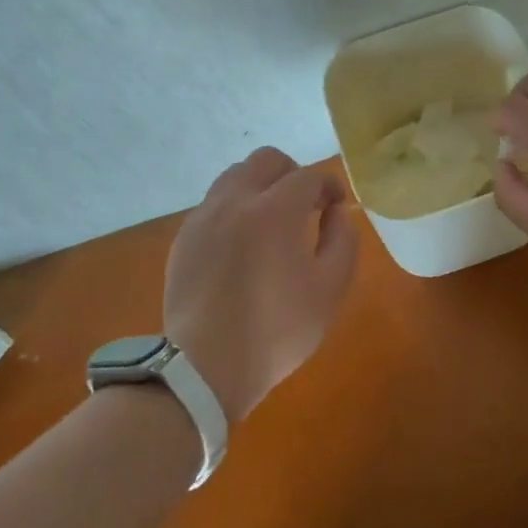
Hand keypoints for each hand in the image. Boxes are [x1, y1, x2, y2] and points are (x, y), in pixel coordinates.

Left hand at [164, 147, 358, 421]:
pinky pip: (214, 204)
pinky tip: (242, 244)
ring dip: (260, 186)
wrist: (204, 367)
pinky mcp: (185, 237)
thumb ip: (342, 241)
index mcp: (274, 211)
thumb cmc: (276, 331)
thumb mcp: (329, 290)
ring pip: (235, 176)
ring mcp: (204, 217)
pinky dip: (235, 209)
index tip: (336, 205)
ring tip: (271, 220)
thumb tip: (336, 212)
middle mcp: (236, 201)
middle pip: (266, 160)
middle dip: (292, 173)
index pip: (308, 176)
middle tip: (304, 205)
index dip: (329, 185)